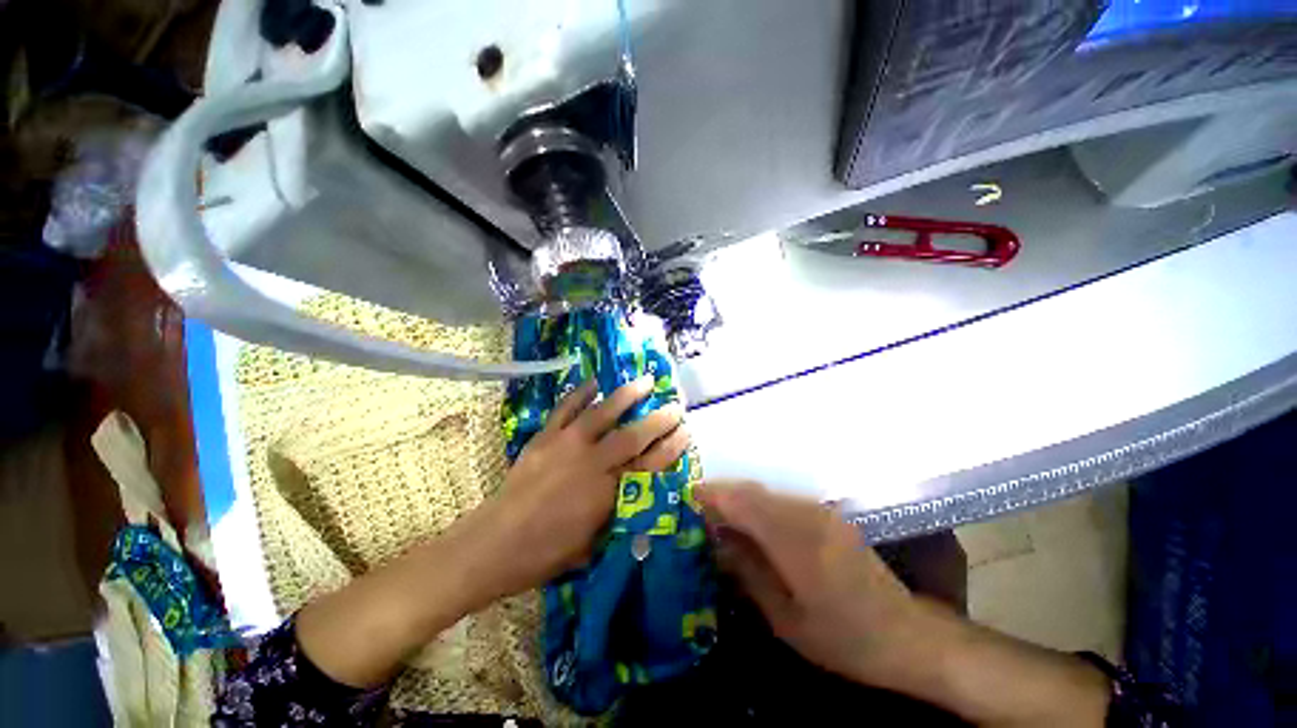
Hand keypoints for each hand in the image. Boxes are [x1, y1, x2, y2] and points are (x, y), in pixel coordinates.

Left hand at [469, 377, 688, 601]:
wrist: (494, 545)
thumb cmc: (547, 554)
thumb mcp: (595, 543)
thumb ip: (619, 514)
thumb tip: (638, 496)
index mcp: (609, 493)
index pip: (650, 464)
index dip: (671, 447)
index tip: (686, 430)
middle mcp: (593, 462)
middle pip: (634, 436)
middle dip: (659, 419)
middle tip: (675, 405)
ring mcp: (567, 445)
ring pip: (603, 413)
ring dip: (627, 395)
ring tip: (645, 381)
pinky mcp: (545, 437)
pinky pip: (565, 409)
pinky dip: (580, 393)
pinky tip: (593, 382)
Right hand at [699, 481, 1112, 726]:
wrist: (909, 635)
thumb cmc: (844, 637)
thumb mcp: (786, 618)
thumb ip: (748, 572)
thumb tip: (716, 541)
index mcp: (794, 538)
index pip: (741, 501)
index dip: (712, 495)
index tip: (686, 497)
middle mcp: (805, 514)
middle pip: (751, 491)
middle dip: (721, 495)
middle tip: (696, 509)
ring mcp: (819, 512)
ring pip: (766, 494)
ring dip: (739, 500)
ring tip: (717, 518)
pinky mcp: (827, 516)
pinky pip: (782, 502)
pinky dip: (759, 507)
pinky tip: (751, 526)